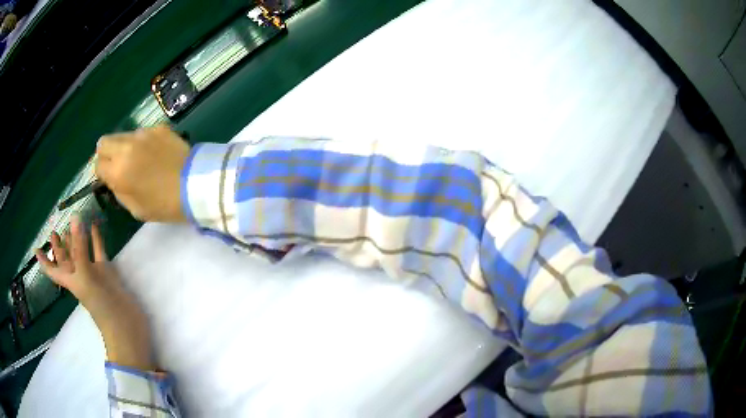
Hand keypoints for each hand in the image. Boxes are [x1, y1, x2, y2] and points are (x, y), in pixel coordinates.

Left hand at [36, 217, 153, 369]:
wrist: (125, 322)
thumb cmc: (100, 304)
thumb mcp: (85, 276)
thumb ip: (80, 248)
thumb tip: (75, 217)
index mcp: (70, 280)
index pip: (52, 270)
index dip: (44, 260)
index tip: (36, 248)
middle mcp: (79, 275)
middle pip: (65, 259)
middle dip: (59, 247)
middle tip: (54, 232)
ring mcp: (93, 273)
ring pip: (81, 252)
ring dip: (77, 238)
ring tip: (73, 222)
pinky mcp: (106, 271)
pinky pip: (98, 251)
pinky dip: (95, 238)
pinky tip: (93, 225)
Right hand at [95, 125, 190, 222]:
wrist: (195, 185)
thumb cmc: (164, 204)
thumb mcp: (135, 208)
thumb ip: (118, 190)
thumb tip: (111, 179)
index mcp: (118, 171)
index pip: (97, 165)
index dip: (101, 173)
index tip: (108, 178)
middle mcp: (126, 147)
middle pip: (104, 142)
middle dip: (106, 154)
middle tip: (117, 165)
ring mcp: (143, 134)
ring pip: (122, 135)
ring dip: (123, 146)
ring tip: (138, 159)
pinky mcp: (158, 127)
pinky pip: (142, 132)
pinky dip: (142, 141)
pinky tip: (155, 152)